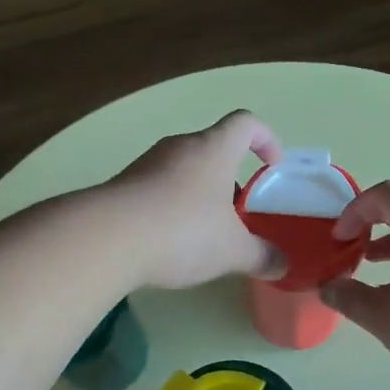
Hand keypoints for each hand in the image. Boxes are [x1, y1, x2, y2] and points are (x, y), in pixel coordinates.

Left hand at [106, 111, 286, 289]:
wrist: (107, 239)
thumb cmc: (183, 231)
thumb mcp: (232, 250)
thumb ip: (260, 256)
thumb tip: (282, 265)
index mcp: (213, 149)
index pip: (246, 123)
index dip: (265, 138)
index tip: (271, 166)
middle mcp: (179, 147)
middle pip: (212, 147)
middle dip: (229, 176)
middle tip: (237, 212)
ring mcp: (146, 164)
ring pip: (182, 169)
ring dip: (198, 193)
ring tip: (203, 233)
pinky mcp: (122, 185)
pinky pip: (156, 188)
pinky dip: (169, 206)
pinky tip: (169, 241)